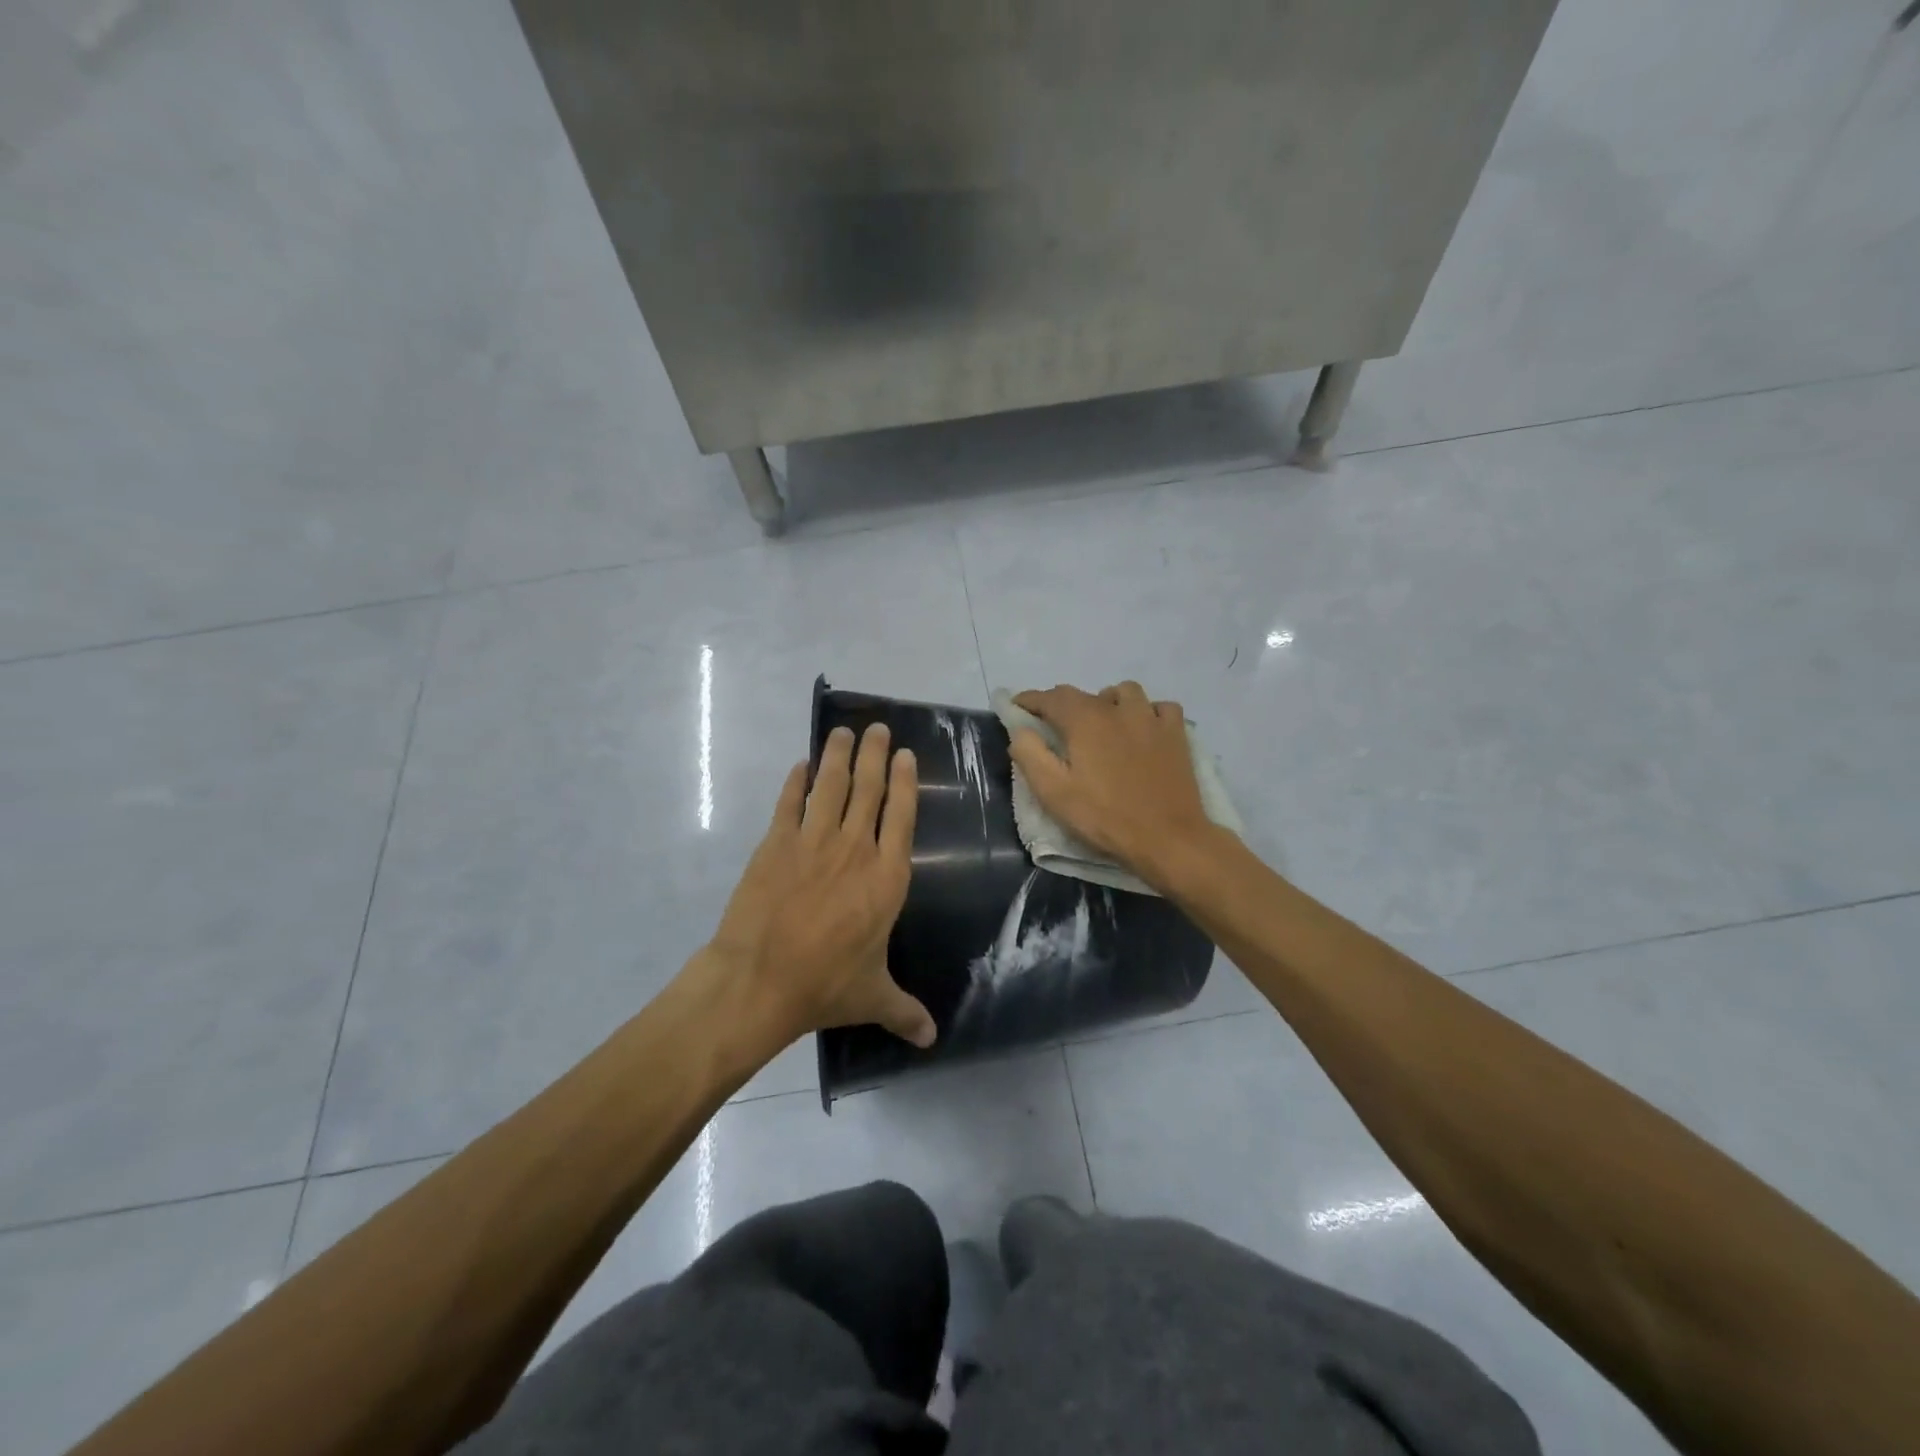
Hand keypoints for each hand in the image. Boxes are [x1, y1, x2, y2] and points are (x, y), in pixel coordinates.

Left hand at [710, 723, 935, 1047]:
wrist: (759, 980)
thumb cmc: (824, 985)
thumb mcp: (872, 998)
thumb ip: (904, 1011)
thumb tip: (931, 1039)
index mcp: (886, 878)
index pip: (901, 816)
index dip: (904, 782)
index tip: (905, 755)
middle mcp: (855, 849)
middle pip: (868, 789)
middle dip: (875, 755)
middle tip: (877, 728)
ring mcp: (813, 841)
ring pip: (831, 786)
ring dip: (838, 756)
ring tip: (844, 732)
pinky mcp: (776, 843)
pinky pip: (788, 803)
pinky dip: (794, 781)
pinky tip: (800, 766)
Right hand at [1009, 682, 1214, 884]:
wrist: (1167, 838)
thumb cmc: (1104, 817)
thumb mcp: (1054, 793)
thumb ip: (1031, 755)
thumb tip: (1020, 730)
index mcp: (1085, 720)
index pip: (1051, 697)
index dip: (1030, 699)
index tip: (1017, 706)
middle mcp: (1118, 709)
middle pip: (1085, 694)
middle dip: (1064, 704)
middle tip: (1055, 726)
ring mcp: (1152, 719)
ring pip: (1125, 692)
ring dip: (1108, 701)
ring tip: (1102, 723)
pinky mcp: (1177, 735)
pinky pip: (1160, 708)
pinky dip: (1147, 712)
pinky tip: (1143, 729)